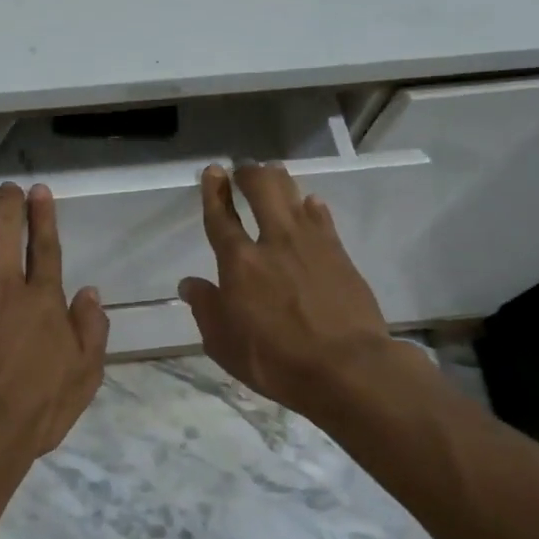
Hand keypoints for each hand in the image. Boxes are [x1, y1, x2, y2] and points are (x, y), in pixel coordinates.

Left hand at [0, 183, 109, 484]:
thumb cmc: (35, 408)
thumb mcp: (84, 376)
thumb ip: (90, 330)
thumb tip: (90, 293)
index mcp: (42, 300)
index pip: (45, 247)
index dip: (43, 216)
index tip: (39, 191)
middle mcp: (4, 287)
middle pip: (5, 233)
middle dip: (8, 204)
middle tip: (9, 186)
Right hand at [178, 164, 422, 432]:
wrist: (348, 368)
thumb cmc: (276, 361)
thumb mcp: (224, 344)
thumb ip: (206, 309)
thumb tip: (190, 284)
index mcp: (239, 263)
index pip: (221, 217)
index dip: (214, 192)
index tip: (213, 171)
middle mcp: (274, 242)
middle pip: (262, 191)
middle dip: (249, 174)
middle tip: (243, 169)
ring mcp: (311, 244)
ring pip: (293, 196)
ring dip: (280, 181)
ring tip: (273, 173)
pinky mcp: (340, 254)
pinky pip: (322, 218)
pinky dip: (312, 207)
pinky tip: (310, 204)